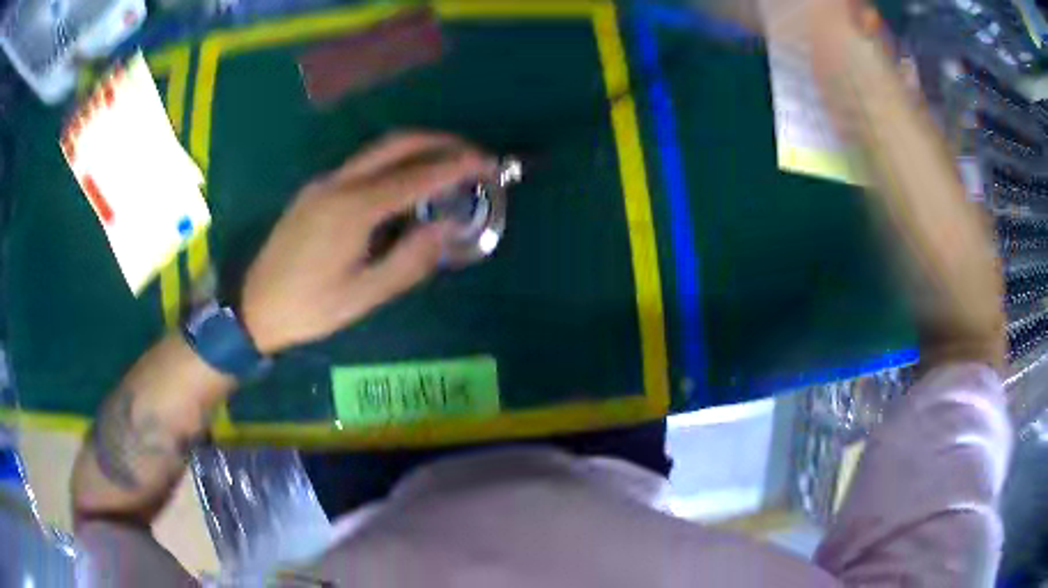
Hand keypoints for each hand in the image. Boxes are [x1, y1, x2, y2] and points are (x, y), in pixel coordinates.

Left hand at [240, 133, 495, 353]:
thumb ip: (409, 260)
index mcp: (353, 209)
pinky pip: (362, 164)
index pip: (416, 176)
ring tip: (448, 164)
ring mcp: (324, 182)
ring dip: (417, 148)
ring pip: (378, 150)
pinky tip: (406, 183)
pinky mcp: (315, 190)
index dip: (457, 166)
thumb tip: (445, 228)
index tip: (488, 164)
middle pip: (397, 144)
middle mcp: (339, 183)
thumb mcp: (364, 296)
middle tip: (473, 155)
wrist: (253, 306)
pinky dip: (394, 162)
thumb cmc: (310, 308)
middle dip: (440, 141)